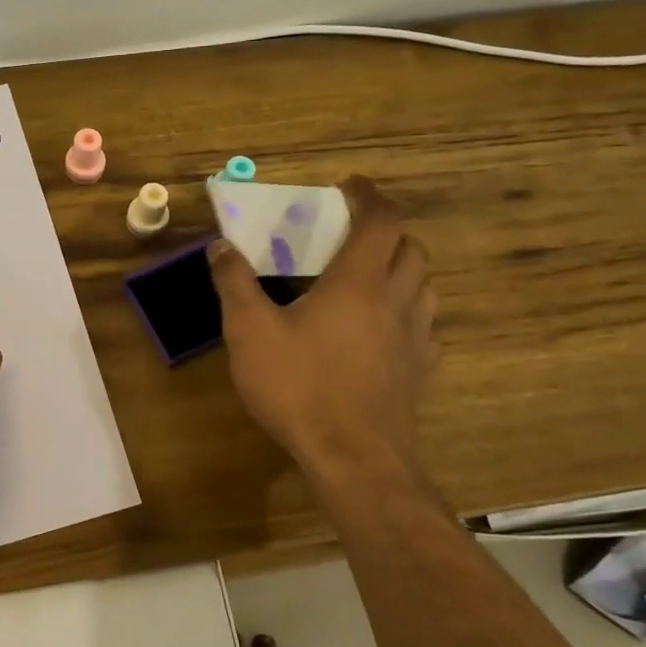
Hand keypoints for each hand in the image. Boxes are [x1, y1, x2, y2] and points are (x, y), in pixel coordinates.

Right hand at [209, 176, 438, 495]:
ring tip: (368, 278)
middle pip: (410, 248)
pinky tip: (382, 330)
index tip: (348, 186)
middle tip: (352, 235)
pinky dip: (407, 312)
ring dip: (401, 269)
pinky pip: (424, 327)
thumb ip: (235, 283)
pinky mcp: (420, 371)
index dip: (368, 196)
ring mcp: (415, 338)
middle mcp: (395, 300)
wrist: (355, 460)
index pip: (380, 220)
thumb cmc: (300, 387)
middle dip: (386, 231)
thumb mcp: (250, 332)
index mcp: (358, 282)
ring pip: (424, 286)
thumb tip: (221, 245)